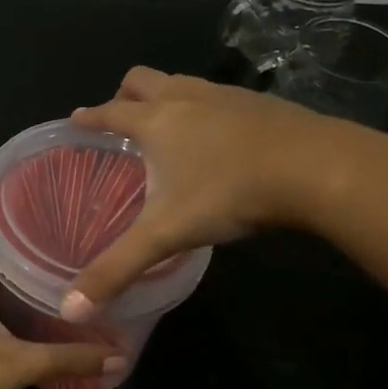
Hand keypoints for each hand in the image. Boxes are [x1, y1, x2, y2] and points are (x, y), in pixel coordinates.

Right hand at [62, 66, 367, 318]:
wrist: (315, 167)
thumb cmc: (229, 193)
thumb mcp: (167, 234)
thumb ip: (118, 269)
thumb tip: (72, 309)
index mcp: (156, 121)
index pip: (110, 112)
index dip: (89, 117)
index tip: (76, 118)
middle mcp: (186, 98)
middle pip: (143, 79)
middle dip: (125, 94)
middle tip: (121, 120)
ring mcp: (226, 96)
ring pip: (182, 82)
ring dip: (166, 96)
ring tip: (167, 127)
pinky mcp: (261, 103)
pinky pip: (219, 96)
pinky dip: (206, 109)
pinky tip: (219, 139)